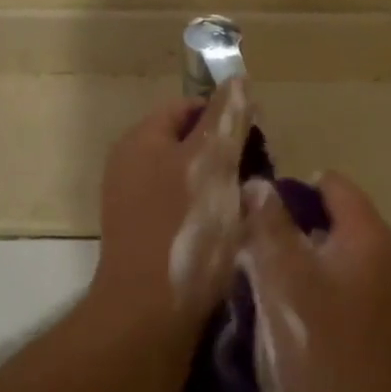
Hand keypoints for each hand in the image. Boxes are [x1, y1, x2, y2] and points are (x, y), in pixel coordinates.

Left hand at [88, 81, 253, 347]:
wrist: (150, 312)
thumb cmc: (185, 228)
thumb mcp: (214, 163)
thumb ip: (226, 119)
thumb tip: (236, 79)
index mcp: (140, 141)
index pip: (186, 108)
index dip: (224, 115)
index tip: (258, 137)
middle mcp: (130, 167)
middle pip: (186, 144)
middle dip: (226, 153)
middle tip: (260, 174)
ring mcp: (132, 205)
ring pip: (187, 179)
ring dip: (221, 186)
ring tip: (251, 205)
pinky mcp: (143, 237)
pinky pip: (181, 210)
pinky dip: (208, 213)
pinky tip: (230, 233)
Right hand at [239, 173, 390, 391]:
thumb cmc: (323, 356)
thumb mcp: (285, 282)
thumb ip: (269, 227)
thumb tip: (258, 185)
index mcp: (370, 238)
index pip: (330, 185)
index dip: (286, 187)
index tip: (244, 208)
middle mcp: (383, 262)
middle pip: (326, 225)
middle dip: (280, 230)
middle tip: (233, 248)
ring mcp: (381, 304)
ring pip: (324, 266)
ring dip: (286, 269)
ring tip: (241, 284)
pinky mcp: (370, 339)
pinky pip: (330, 301)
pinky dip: (300, 301)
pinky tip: (266, 322)